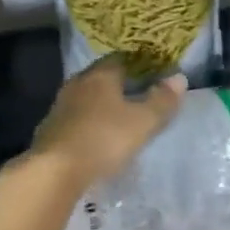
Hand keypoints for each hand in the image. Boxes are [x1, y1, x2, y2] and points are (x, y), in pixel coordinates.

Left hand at [31, 55, 185, 191]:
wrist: (54, 171)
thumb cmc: (104, 139)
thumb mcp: (143, 122)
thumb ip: (162, 100)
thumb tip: (179, 78)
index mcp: (100, 76)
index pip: (120, 59)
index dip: (137, 64)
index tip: (151, 74)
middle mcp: (77, 84)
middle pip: (100, 77)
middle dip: (118, 84)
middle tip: (137, 95)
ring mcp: (60, 107)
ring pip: (86, 98)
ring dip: (100, 104)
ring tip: (118, 117)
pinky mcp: (50, 129)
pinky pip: (75, 118)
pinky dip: (87, 123)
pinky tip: (96, 137)